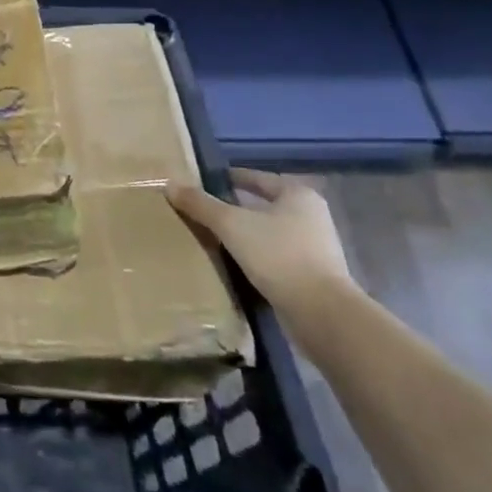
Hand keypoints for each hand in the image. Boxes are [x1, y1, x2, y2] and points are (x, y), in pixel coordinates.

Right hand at [165, 168, 356, 317]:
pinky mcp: (313, 276)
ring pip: (269, 232)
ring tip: (212, 237)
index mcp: (298, 195)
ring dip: (244, 234)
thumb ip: (200, 204)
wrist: (322, 314)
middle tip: (202, 209)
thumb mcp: (231, 224)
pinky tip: (233, 264)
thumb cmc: (278, 255)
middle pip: (263, 205)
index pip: (256, 178)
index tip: (203, 182)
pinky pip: (275, 257)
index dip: (228, 178)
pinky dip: (255, 257)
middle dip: (235, 207)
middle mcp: (311, 217)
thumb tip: (170, 184)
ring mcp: (316, 248)